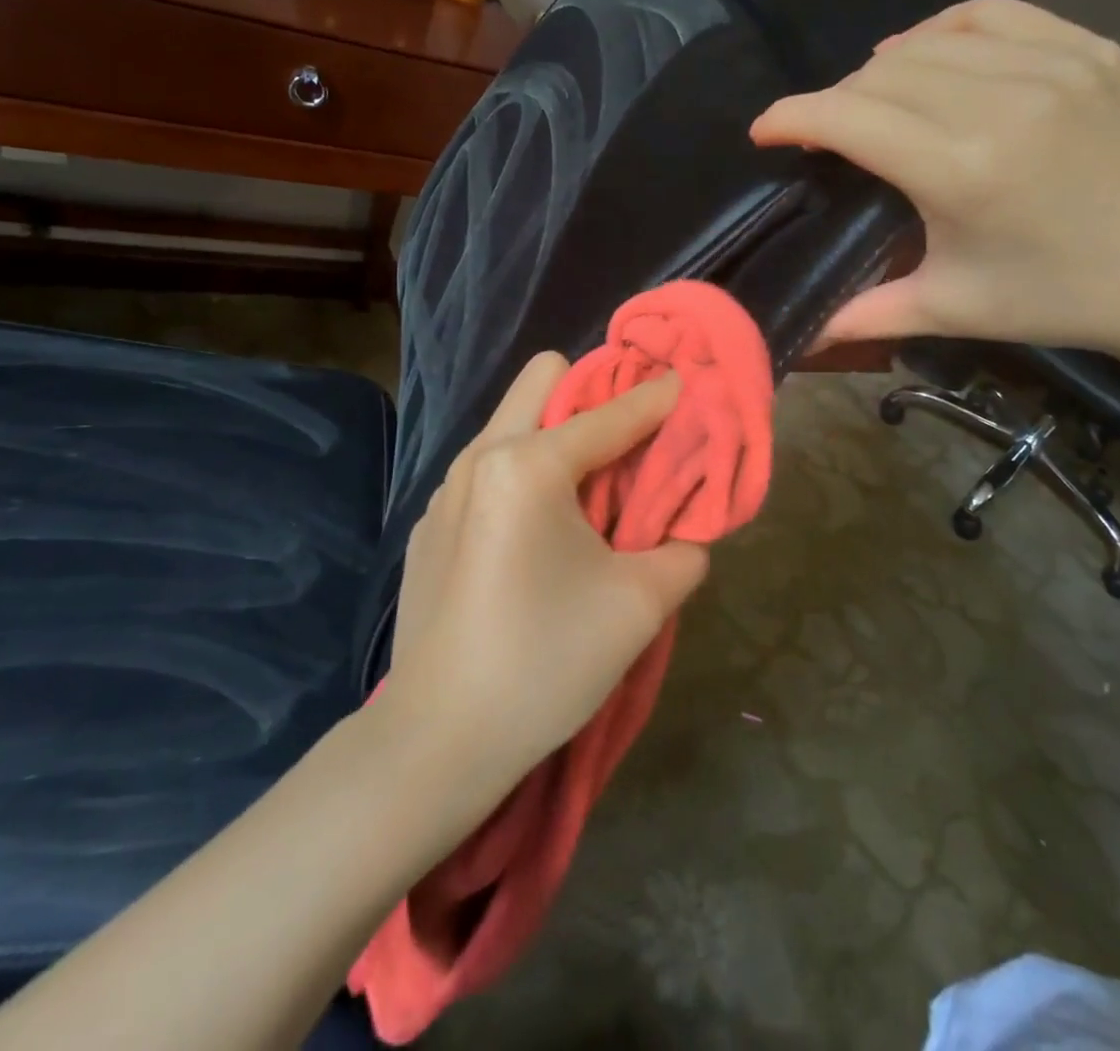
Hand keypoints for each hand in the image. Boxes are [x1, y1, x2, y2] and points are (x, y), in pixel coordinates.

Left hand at [385, 354, 708, 789]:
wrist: (437, 740)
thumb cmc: (544, 662)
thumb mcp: (638, 606)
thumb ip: (682, 550)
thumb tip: (687, 531)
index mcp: (530, 464)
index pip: (613, 413)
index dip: (659, 397)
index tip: (688, 384)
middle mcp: (481, 456)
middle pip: (543, 378)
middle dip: (593, 395)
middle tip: (628, 446)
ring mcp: (446, 489)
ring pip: (511, 423)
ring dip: (557, 438)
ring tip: (588, 499)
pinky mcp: (431, 525)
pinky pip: (488, 470)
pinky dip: (524, 479)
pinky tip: (535, 544)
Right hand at [751, 0, 1119, 362]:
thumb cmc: (1057, 300)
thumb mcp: (951, 310)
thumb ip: (865, 314)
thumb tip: (796, 335)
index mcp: (963, 170)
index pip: (848, 117)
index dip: (792, 117)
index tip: (764, 130)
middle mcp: (1004, 102)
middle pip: (880, 75)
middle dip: (834, 101)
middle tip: (824, 135)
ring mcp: (1055, 65)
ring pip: (930, 40)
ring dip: (882, 68)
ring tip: (869, 98)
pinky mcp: (1089, 49)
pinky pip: (991, 16)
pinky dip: (944, 30)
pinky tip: (930, 56)